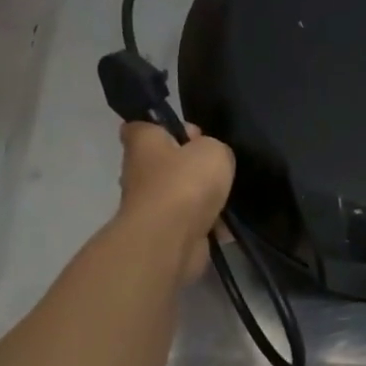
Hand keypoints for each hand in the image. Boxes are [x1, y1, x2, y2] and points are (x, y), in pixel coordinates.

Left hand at [117, 120, 234, 282]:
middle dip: (190, 165)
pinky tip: (224, 226)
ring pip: (179, 194)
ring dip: (201, 197)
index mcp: (144, 143)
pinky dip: (206, 224)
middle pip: (165, 162)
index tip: (192, 134)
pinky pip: (188, 222)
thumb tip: (208, 158)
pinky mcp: (162, 233)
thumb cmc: (185, 183)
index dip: (165, 126)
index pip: (143, 126)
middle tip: (216, 167)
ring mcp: (148, 206)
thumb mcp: (213, 150)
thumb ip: (213, 147)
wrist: (170, 240)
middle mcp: (138, 172)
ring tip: (226, 199)